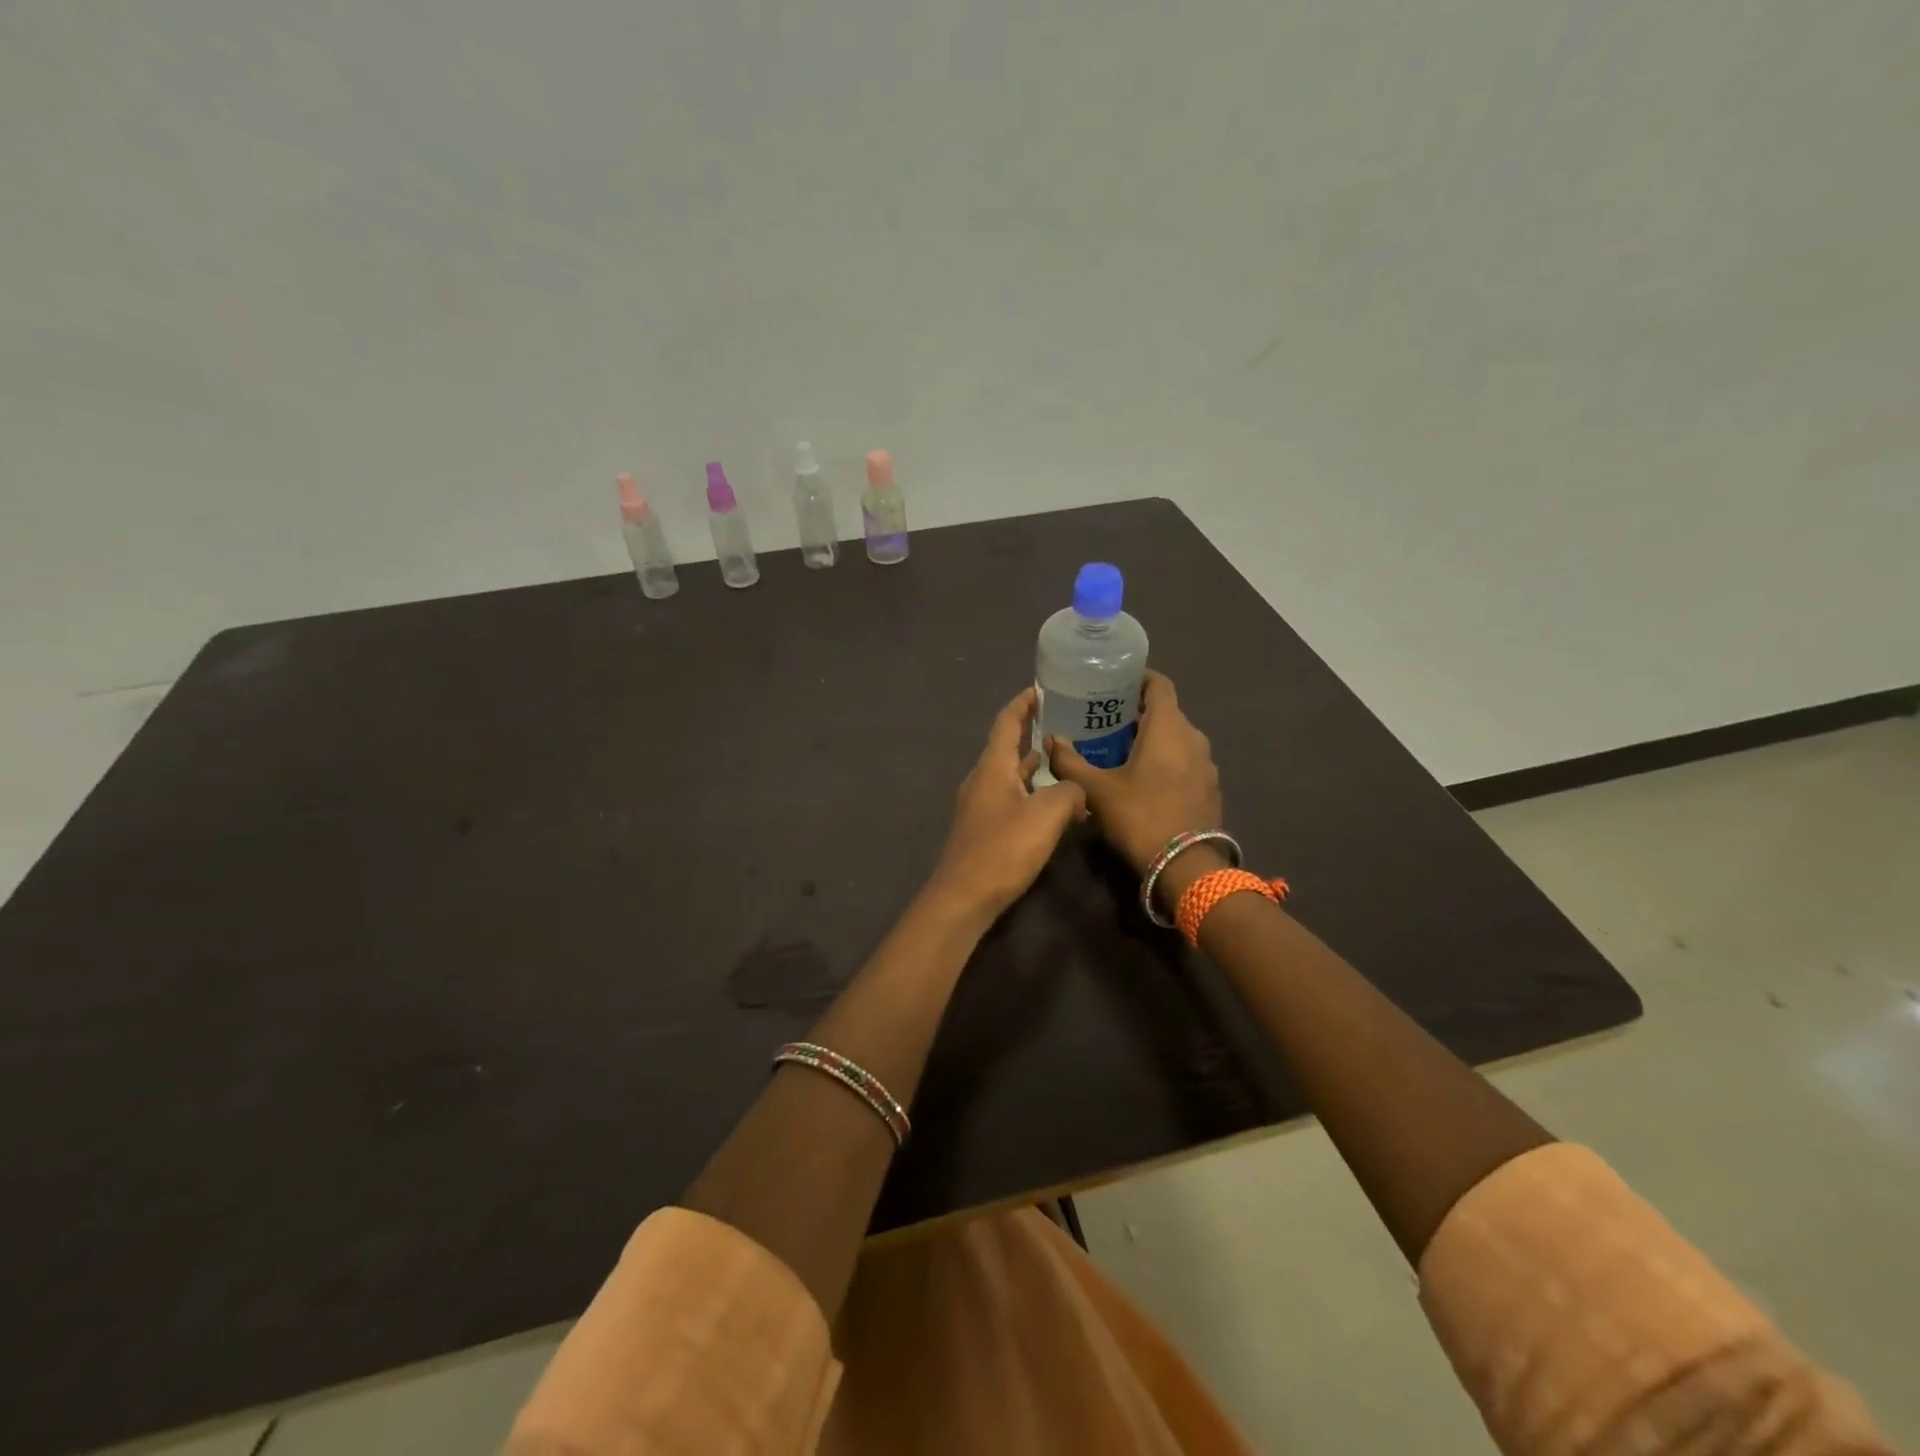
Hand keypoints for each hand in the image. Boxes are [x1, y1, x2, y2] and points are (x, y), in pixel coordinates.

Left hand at [928, 688, 1087, 920]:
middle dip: (1034, 733)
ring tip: (1067, 761)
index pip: (1007, 722)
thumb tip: (1076, 790)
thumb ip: (1069, 791)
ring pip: (1012, 776)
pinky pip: (1013, 799)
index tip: (1042, 689)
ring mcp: (981, 806)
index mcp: (993, 767)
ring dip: (1036, 766)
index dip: (1024, 703)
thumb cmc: (1003, 848)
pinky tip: (1055, 805)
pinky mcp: (985, 829)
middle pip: (1008, 747)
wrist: (964, 897)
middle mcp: (983, 780)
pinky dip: (1033, 793)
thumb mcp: (1047, 814)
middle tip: (1067, 725)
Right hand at [1047, 671, 1220, 874]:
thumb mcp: (1096, 790)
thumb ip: (1070, 762)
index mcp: (1168, 727)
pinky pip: (1185, 761)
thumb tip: (1051, 741)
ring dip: (1152, 739)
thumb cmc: (1140, 816)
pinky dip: (1166, 760)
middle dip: (1138, 713)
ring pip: (1177, 738)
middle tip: (1105, 722)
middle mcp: (1193, 737)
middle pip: (1166, 712)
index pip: (1159, 684)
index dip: (1139, 678)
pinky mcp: (1210, 788)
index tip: (1115, 683)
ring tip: (1121, 751)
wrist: (1186, 866)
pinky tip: (1144, 779)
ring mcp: (1206, 764)